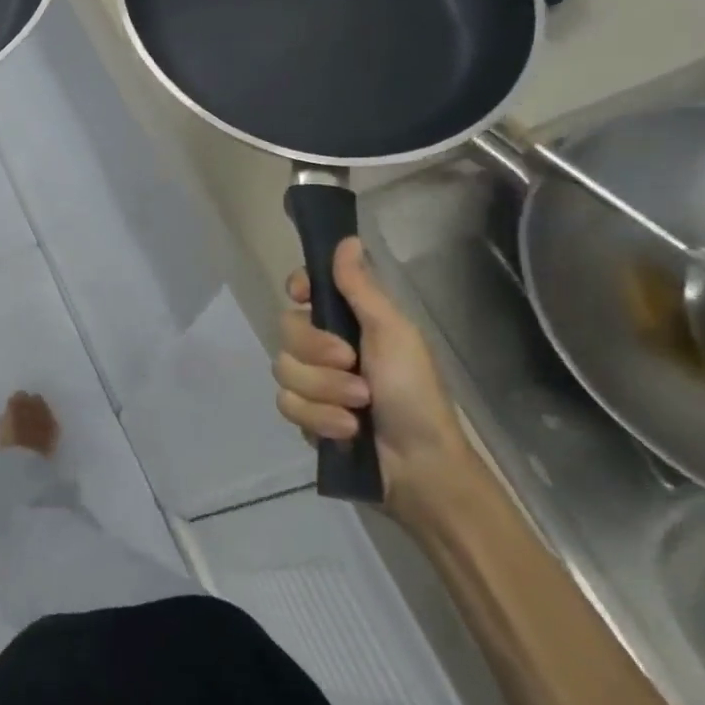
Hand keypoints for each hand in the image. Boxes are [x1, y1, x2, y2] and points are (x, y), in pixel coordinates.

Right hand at [273, 237, 475, 517]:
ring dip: (324, 391)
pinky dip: (318, 418)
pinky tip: (346, 431)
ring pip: (284, 370)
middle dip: (318, 354)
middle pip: (287, 330)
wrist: (420, 465)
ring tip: (359, 408)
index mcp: (348, 322)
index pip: (304, 290)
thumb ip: (361, 289)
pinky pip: (287, 405)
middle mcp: (324, 347)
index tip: (304, 296)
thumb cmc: (414, 392)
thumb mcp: (393, 334)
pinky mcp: (305, 416)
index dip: (299, 289)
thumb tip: (348, 239)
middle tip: (353, 367)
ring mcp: (312, 382)